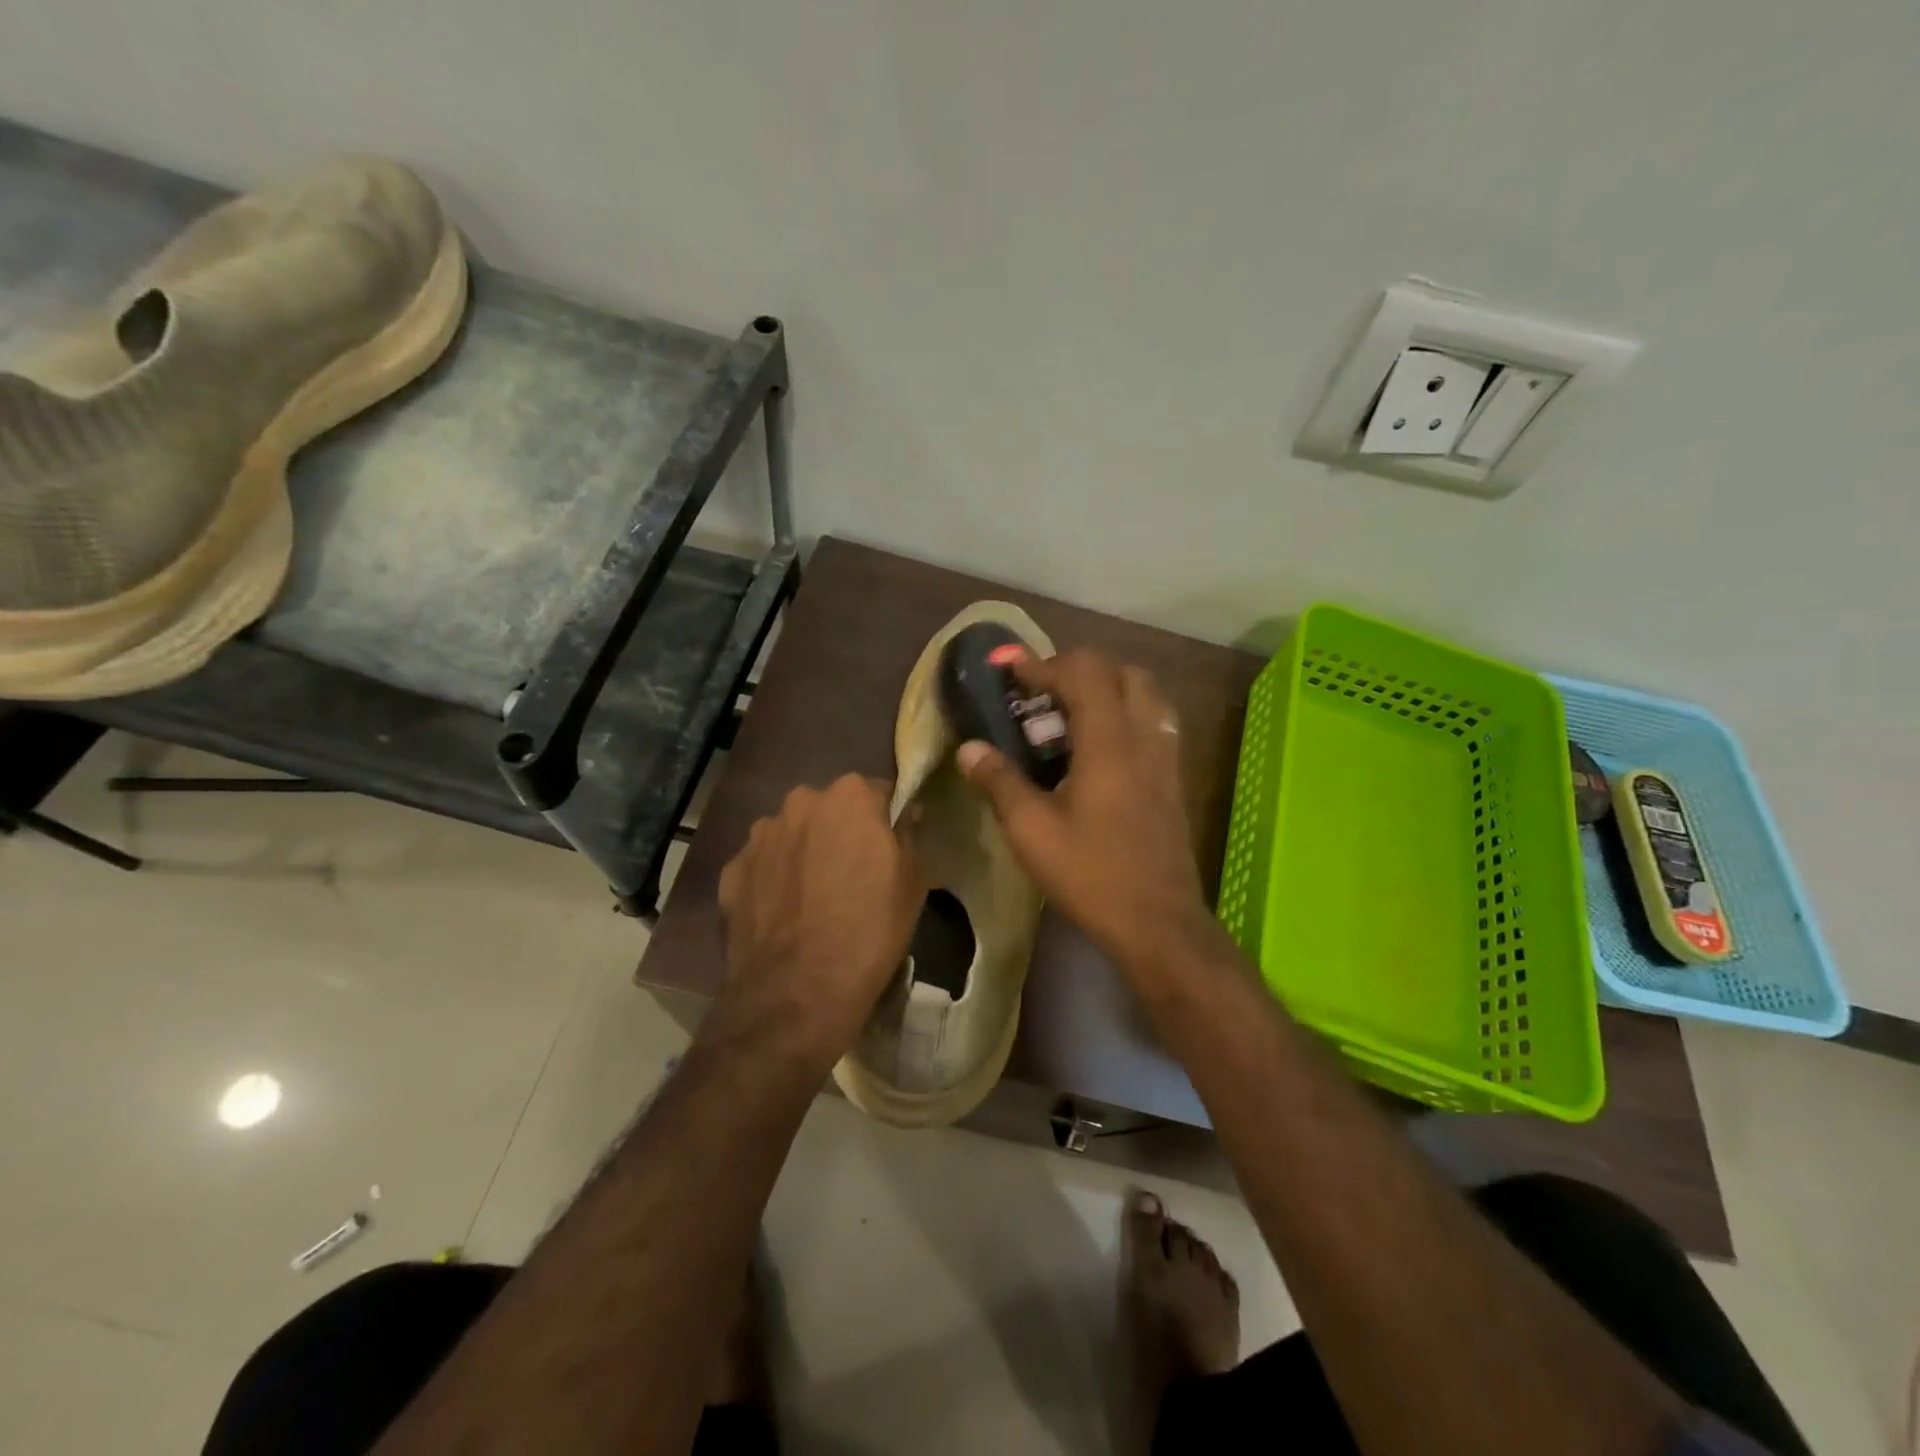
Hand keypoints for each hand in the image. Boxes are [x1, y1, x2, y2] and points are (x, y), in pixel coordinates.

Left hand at [716, 774, 927, 1065]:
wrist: (797, 991)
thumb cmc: (870, 929)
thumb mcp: (913, 882)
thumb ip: (910, 834)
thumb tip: (907, 812)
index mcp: (850, 795)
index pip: (877, 792)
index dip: (885, 820)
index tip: (889, 849)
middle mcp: (800, 802)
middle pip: (830, 809)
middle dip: (840, 831)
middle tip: (853, 874)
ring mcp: (760, 835)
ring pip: (793, 834)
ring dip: (804, 852)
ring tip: (814, 898)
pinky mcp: (732, 870)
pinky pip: (763, 865)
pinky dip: (774, 879)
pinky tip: (784, 914)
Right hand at [956, 650, 1215, 981]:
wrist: (1158, 922)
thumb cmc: (1091, 874)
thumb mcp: (1031, 831)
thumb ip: (999, 782)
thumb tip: (969, 748)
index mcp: (1109, 742)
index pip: (1082, 674)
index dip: (1041, 664)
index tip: (1008, 668)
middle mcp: (1143, 737)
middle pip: (1120, 672)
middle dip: (1077, 671)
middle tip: (1041, 695)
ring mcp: (1165, 757)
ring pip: (1144, 694)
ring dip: (1106, 689)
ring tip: (1069, 717)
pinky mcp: (1172, 779)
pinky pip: (1153, 722)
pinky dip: (1125, 714)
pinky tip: (1097, 750)